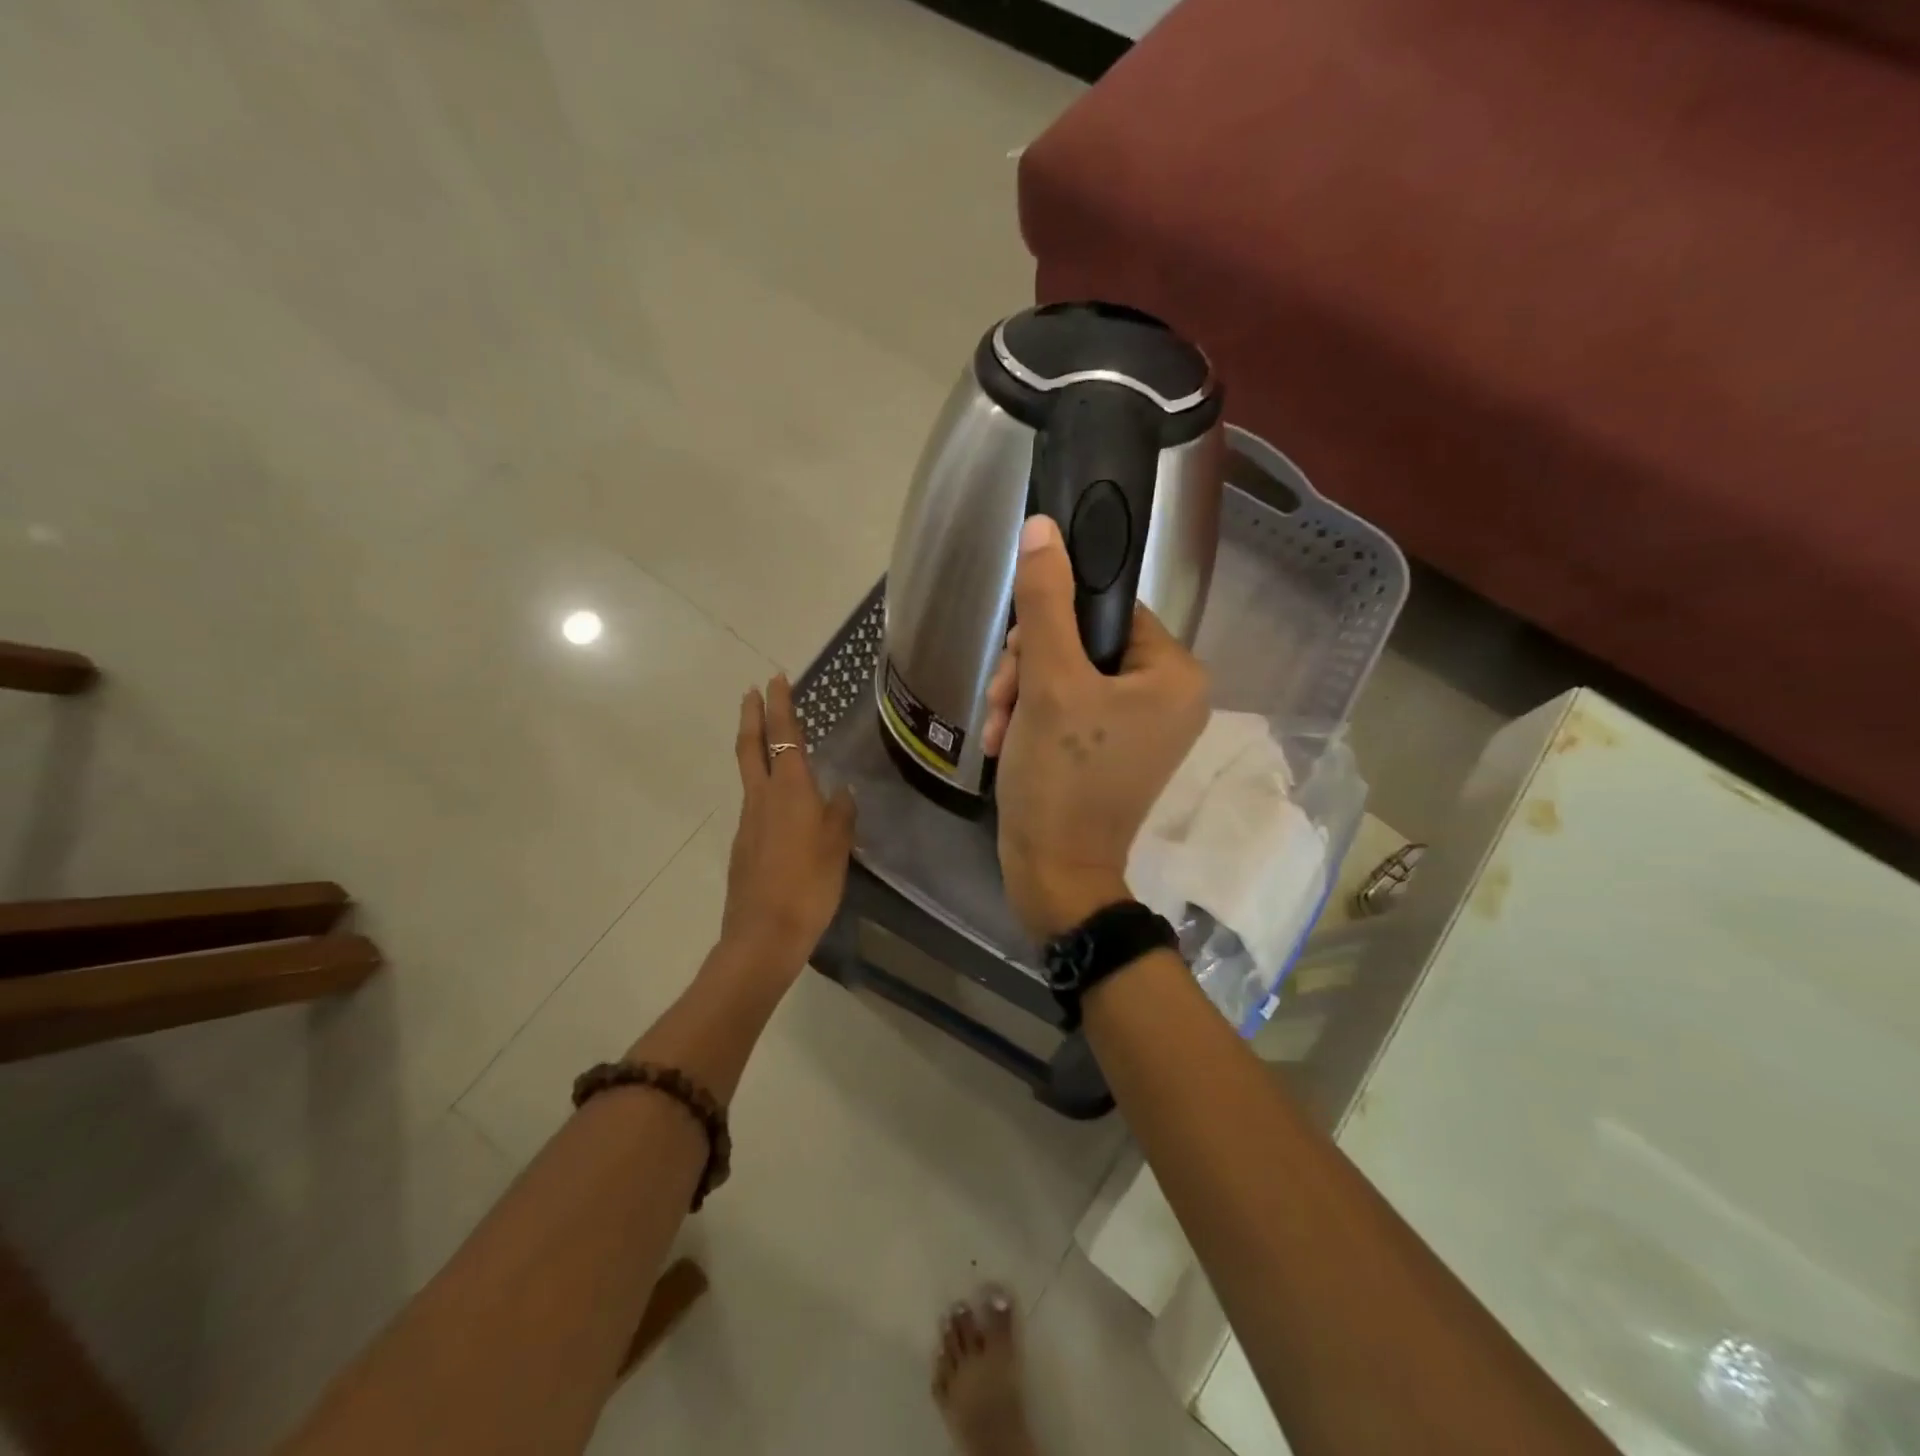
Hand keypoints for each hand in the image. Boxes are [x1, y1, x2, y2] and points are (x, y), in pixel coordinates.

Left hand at [721, 676, 856, 979]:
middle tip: (752, 692)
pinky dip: (764, 788)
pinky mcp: (743, 845)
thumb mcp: (838, 847)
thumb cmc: (809, 885)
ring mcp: (748, 822)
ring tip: (771, 742)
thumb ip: (841, 814)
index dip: (781, 706)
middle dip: (752, 716)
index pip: (785, 736)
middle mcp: (763, 798)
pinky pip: (756, 805)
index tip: (775, 679)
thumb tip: (842, 792)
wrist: (763, 934)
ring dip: (756, 749)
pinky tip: (783, 805)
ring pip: (750, 775)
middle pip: (751, 747)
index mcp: (790, 791)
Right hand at [984, 517, 1209, 939]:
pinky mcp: (1114, 751)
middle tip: (1005, 699)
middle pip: (1084, 644)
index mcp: (1175, 674)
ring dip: (1023, 695)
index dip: (1054, 622)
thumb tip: (1043, 528)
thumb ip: (1045, 603)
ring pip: (1069, 676)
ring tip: (998, 728)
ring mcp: (1142, 728)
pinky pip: (1070, 709)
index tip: (1018, 653)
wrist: (1054, 873)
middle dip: (1031, 668)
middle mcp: (1170, 697)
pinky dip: (1033, 719)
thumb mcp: (1049, 682)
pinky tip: (1004, 742)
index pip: (1109, 609)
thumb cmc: (1062, 778)